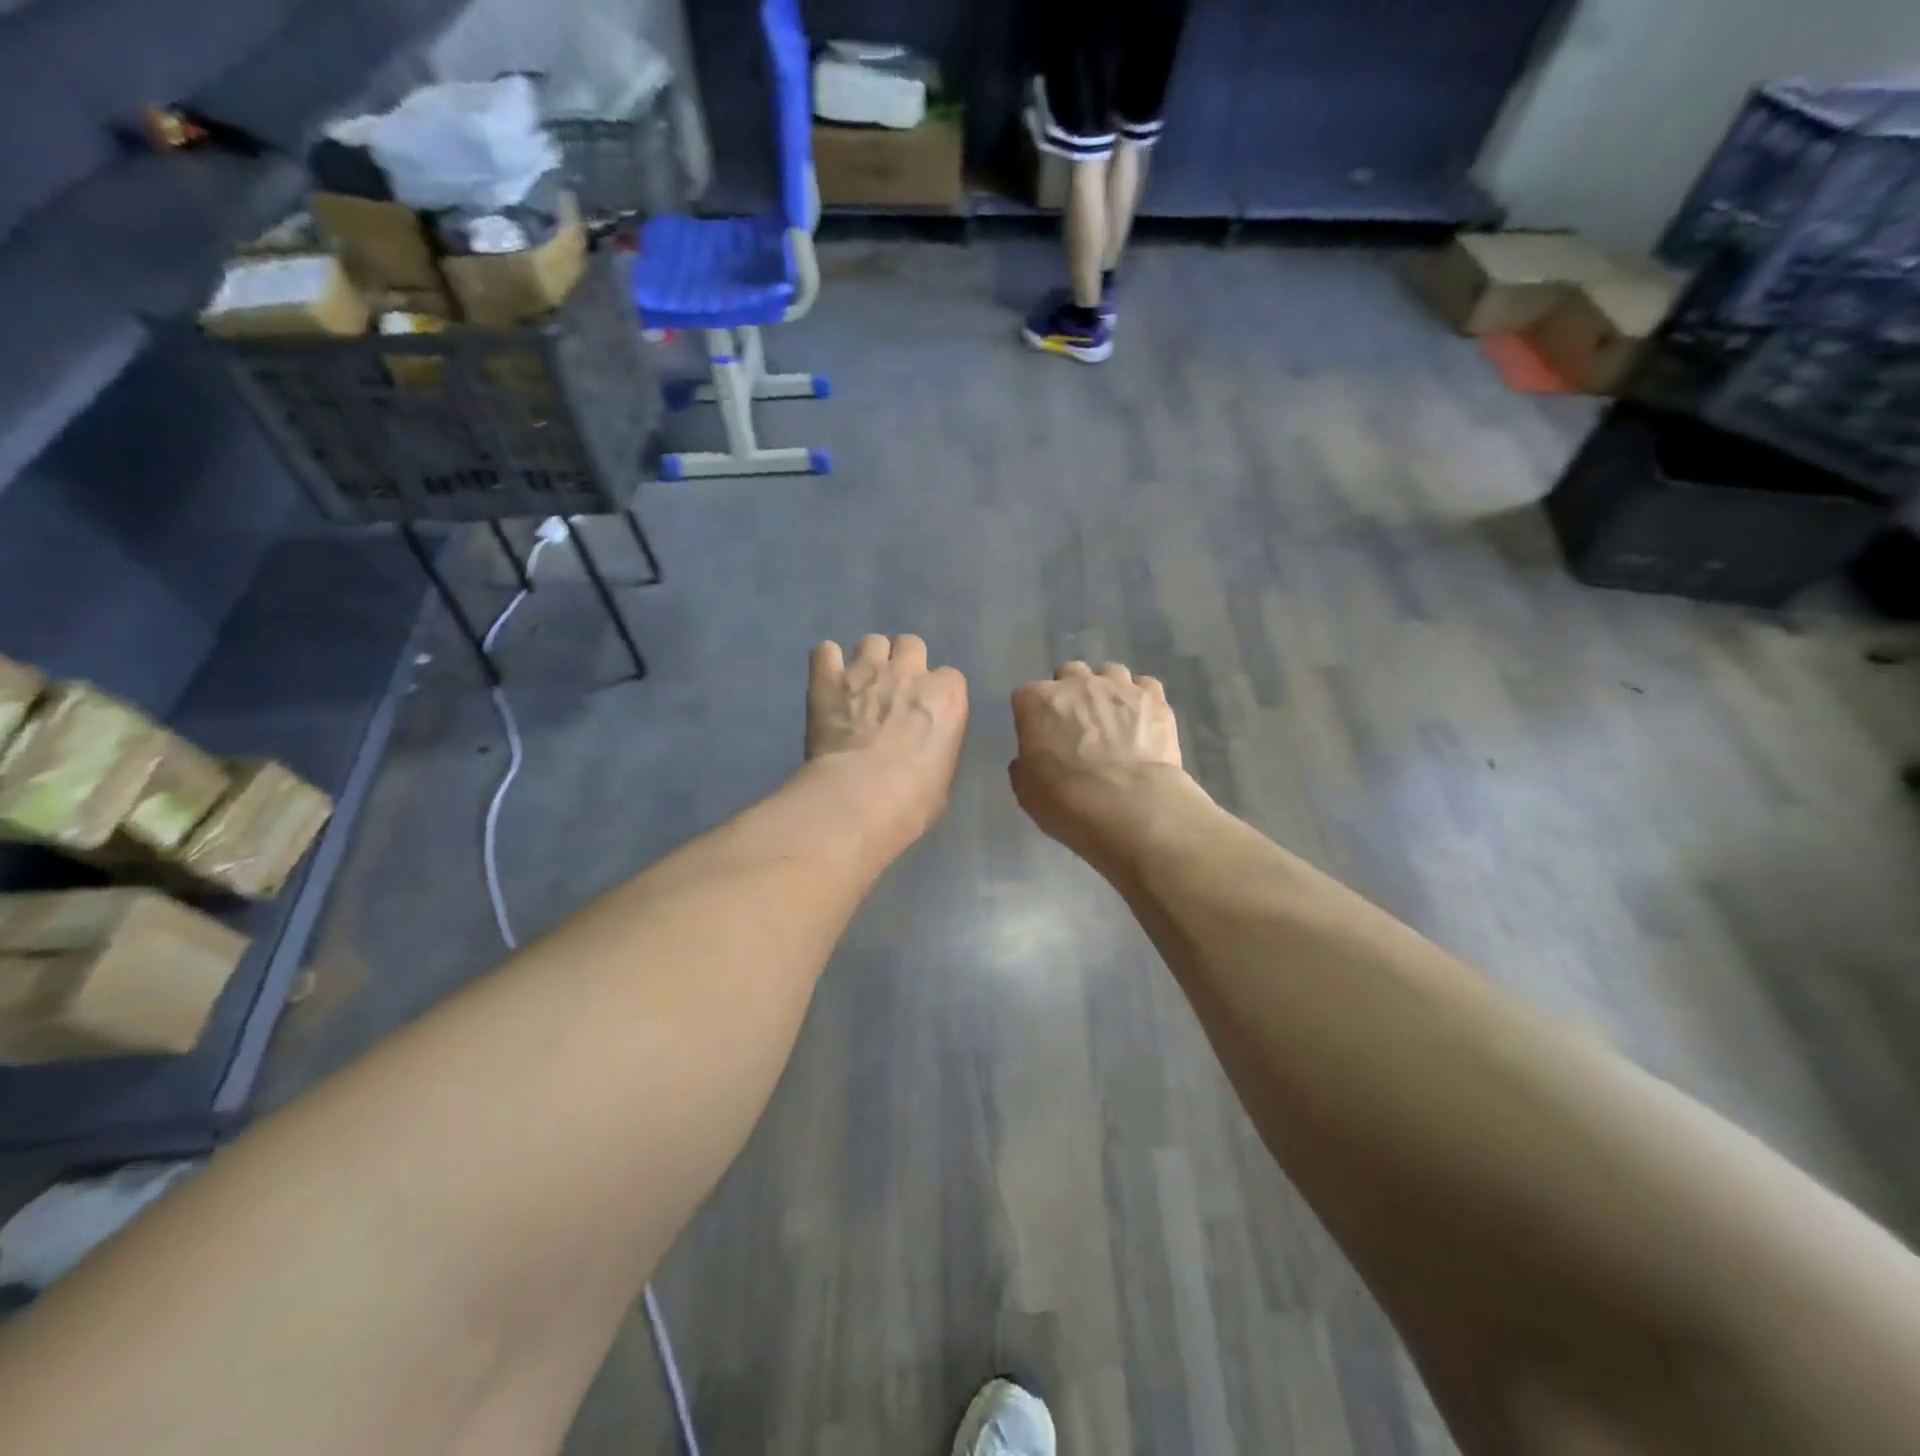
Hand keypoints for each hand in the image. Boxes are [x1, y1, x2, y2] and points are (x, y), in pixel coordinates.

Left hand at [806, 634, 968, 849]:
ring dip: (868, 659)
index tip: (925, 714)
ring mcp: (866, 670)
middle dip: (904, 662)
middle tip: (893, 691)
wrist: (859, 797)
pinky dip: (827, 663)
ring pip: (871, 641)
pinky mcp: (827, 679)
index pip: (950, 678)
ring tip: (859, 685)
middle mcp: (909, 671)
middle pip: (911, 645)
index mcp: (947, 695)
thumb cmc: (913, 799)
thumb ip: (936, 747)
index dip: (936, 694)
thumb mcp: (942, 777)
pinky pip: (825, 651)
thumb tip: (922, 750)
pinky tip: (827, 682)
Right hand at [1009, 661, 1199, 867]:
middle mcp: (1076, 683)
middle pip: (1068, 674)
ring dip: (1106, 690)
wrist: (1129, 805)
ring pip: (1109, 672)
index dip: (1032, 718)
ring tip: (1113, 719)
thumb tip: (1033, 758)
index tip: (1039, 738)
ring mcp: (1118, 686)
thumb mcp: (1026, 790)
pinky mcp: (1153, 698)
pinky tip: (1142, 720)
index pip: (1025, 697)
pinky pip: (1144, 685)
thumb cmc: (1067, 800)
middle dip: (1070, 693)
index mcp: (1037, 702)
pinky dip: (1140, 698)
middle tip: (1077, 725)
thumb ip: (1026, 764)